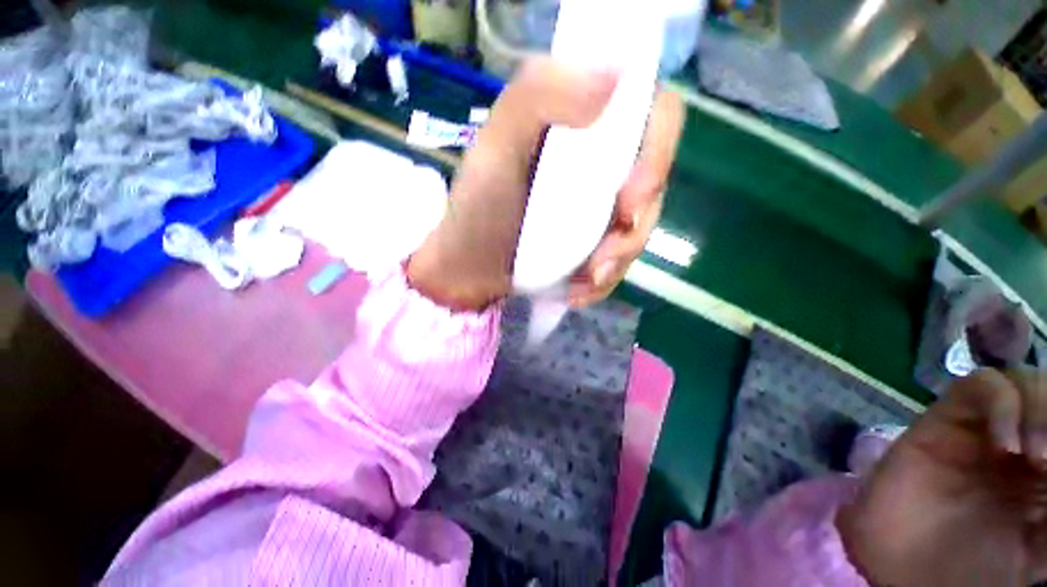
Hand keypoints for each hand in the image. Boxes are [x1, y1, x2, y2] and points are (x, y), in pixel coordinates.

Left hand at [407, 57, 683, 310]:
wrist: (471, 269)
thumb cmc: (479, 208)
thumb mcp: (496, 146)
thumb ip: (540, 94)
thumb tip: (616, 75)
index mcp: (581, 124)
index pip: (650, 113)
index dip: (657, 147)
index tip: (631, 192)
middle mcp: (598, 164)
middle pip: (654, 179)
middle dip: (639, 220)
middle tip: (605, 252)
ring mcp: (599, 209)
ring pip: (640, 227)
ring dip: (619, 258)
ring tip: (585, 278)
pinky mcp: (594, 245)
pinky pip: (620, 261)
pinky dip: (604, 279)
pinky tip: (577, 289)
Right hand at [838, 369, 1046, 585]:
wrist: (909, 567)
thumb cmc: (980, 566)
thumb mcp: (1042, 549)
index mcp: (1046, 467)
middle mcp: (1021, 440)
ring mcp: (982, 427)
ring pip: (1021, 381)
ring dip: (1039, 407)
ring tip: (1035, 455)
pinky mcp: (947, 417)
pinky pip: (981, 385)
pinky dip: (1002, 402)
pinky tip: (1005, 443)